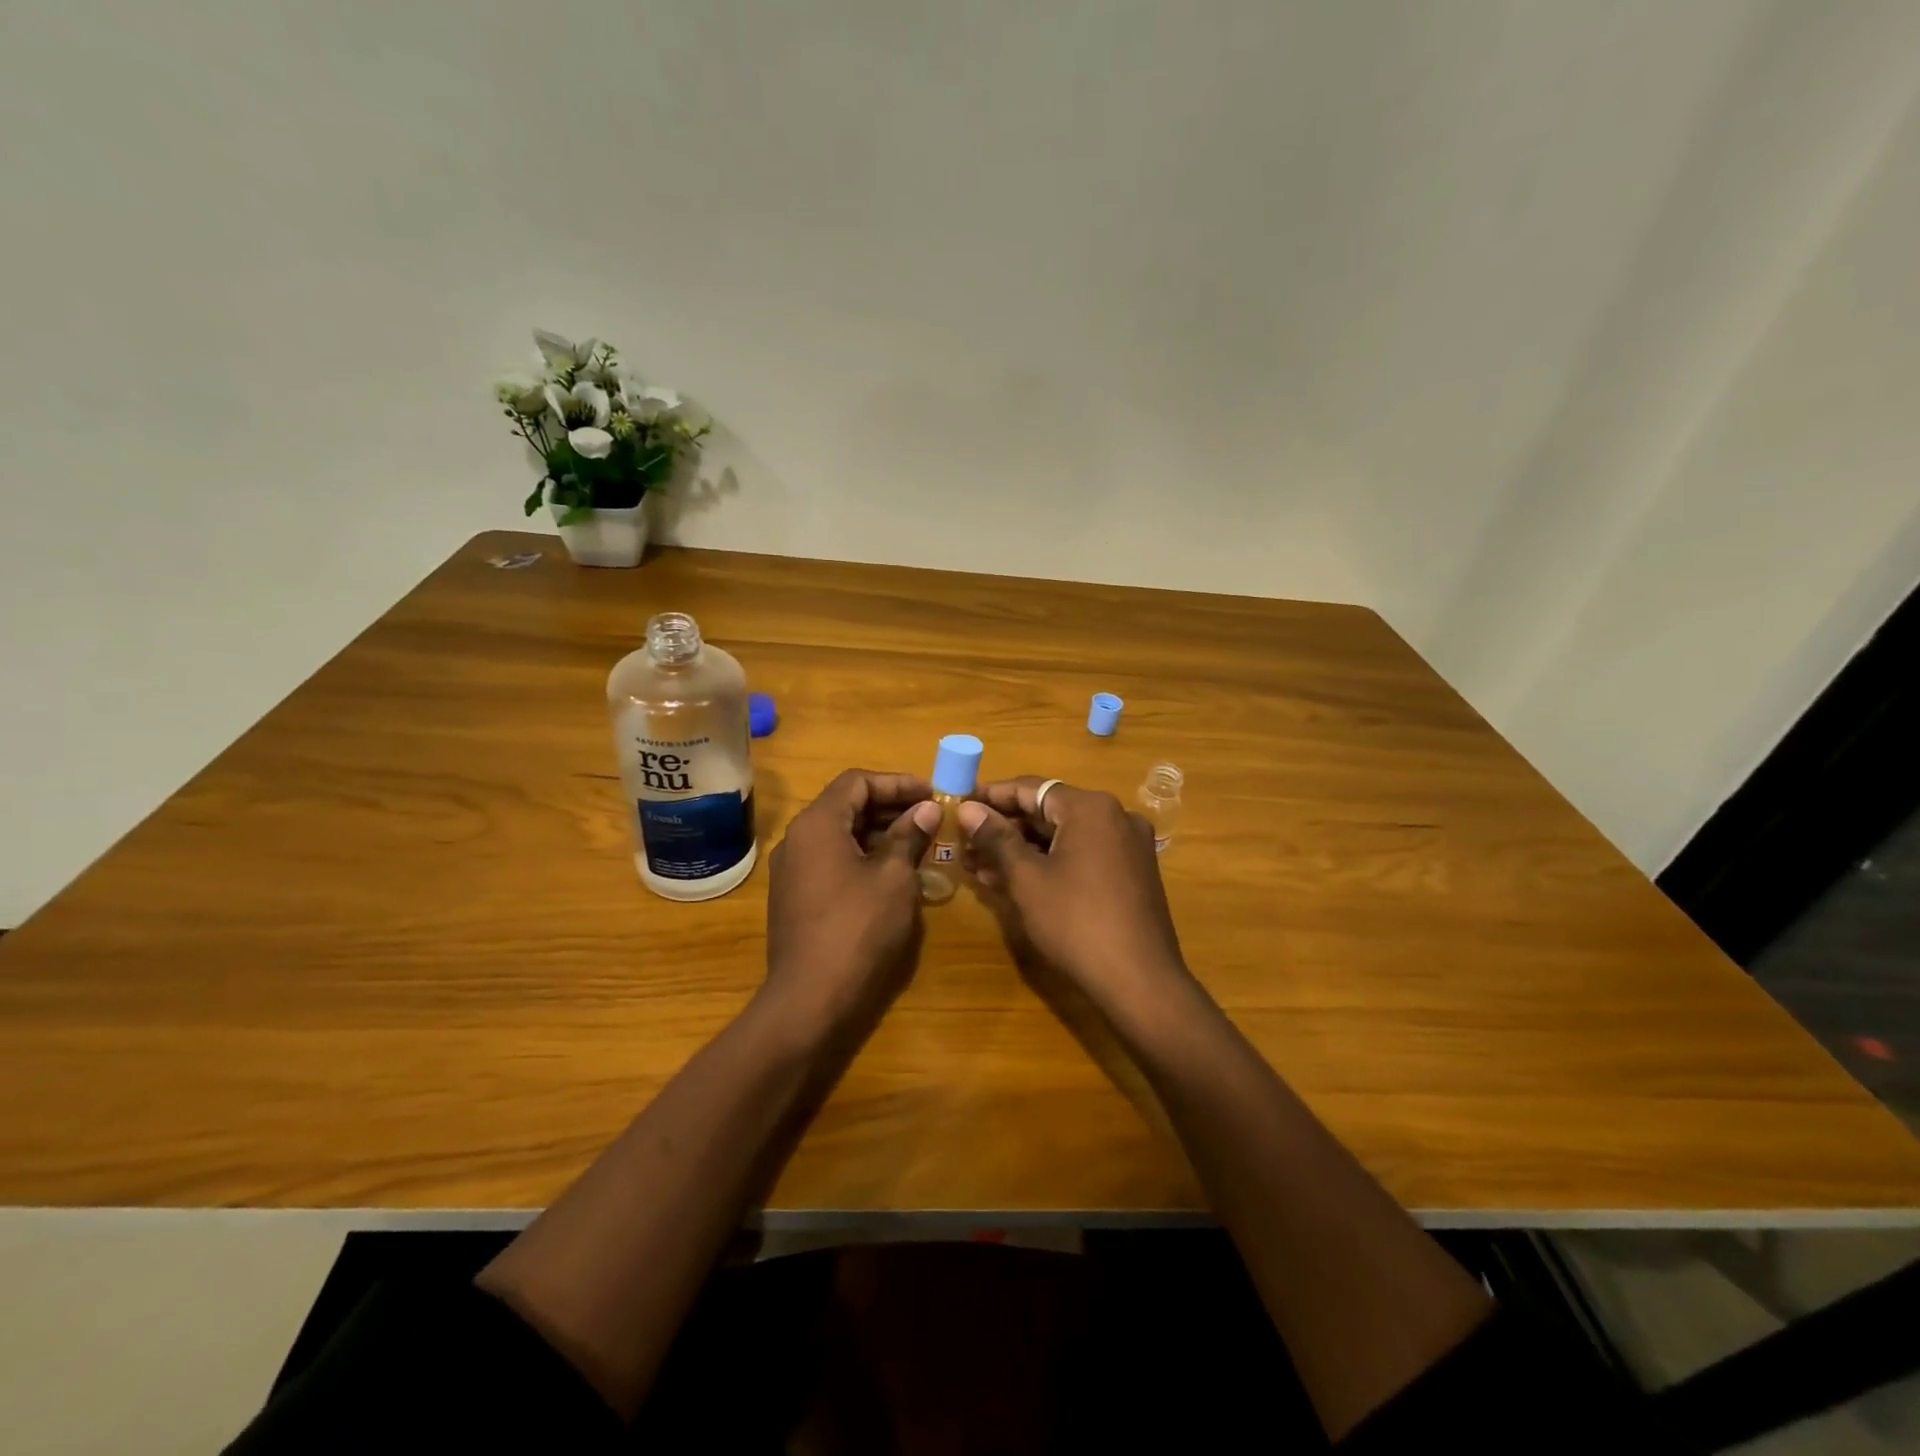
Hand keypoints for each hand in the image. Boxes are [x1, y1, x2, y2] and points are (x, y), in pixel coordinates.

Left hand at [764, 770, 940, 1030]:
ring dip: (879, 833)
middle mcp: (797, 840)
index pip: (857, 782)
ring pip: (840, 835)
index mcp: (817, 824)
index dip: (897, 783)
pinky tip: (893, 873)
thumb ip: (910, 835)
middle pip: (846, 806)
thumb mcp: (894, 877)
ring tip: (919, 843)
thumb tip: (927, 809)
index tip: (932, 794)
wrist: (810, 999)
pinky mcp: (796, 898)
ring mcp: (793, 871)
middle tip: (931, 817)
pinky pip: (832, 861)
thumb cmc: (858, 928)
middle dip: (890, 807)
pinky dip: (863, 857)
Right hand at [958, 778, 1190, 1017]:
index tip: (959, 803)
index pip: (1030, 788)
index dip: (991, 795)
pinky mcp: (1131, 873)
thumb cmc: (1076, 922)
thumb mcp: (1027, 879)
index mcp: (1091, 808)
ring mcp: (1127, 845)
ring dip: (1022, 849)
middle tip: (964, 842)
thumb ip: (996, 838)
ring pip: (1063, 837)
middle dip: (1004, 828)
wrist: (1140, 981)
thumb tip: (968, 809)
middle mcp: (1114, 816)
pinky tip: (1014, 881)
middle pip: (1048, 812)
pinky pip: (1082, 855)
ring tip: (978, 866)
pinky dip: (1049, 863)